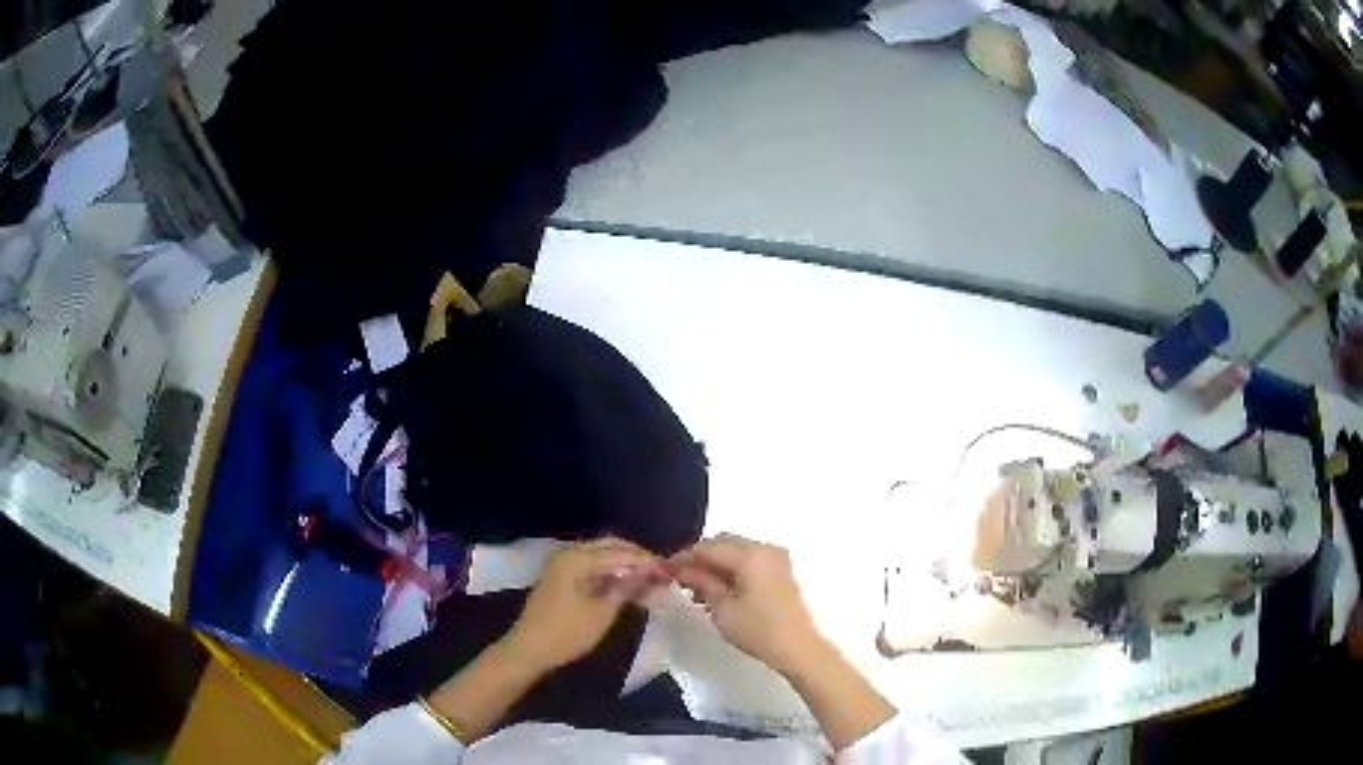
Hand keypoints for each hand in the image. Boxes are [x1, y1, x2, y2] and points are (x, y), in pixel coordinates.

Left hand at [501, 537, 664, 673]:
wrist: (529, 650)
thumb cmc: (567, 633)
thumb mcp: (602, 613)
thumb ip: (626, 588)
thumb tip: (649, 573)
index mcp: (577, 559)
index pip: (619, 552)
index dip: (644, 560)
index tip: (668, 569)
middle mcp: (568, 555)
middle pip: (608, 546)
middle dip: (634, 556)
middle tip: (658, 571)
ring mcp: (562, 566)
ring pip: (599, 556)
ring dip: (622, 564)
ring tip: (646, 579)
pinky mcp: (560, 579)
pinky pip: (590, 567)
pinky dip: (609, 573)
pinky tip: (625, 585)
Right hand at [668, 534, 828, 675]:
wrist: (798, 648)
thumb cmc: (758, 630)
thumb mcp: (722, 609)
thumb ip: (701, 582)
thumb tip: (681, 569)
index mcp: (751, 555)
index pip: (708, 548)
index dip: (682, 557)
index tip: (662, 569)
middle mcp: (765, 548)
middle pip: (723, 544)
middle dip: (699, 558)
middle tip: (677, 578)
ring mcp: (775, 559)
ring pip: (735, 552)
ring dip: (714, 565)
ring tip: (695, 589)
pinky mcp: (780, 571)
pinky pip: (748, 561)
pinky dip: (730, 570)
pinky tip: (716, 591)